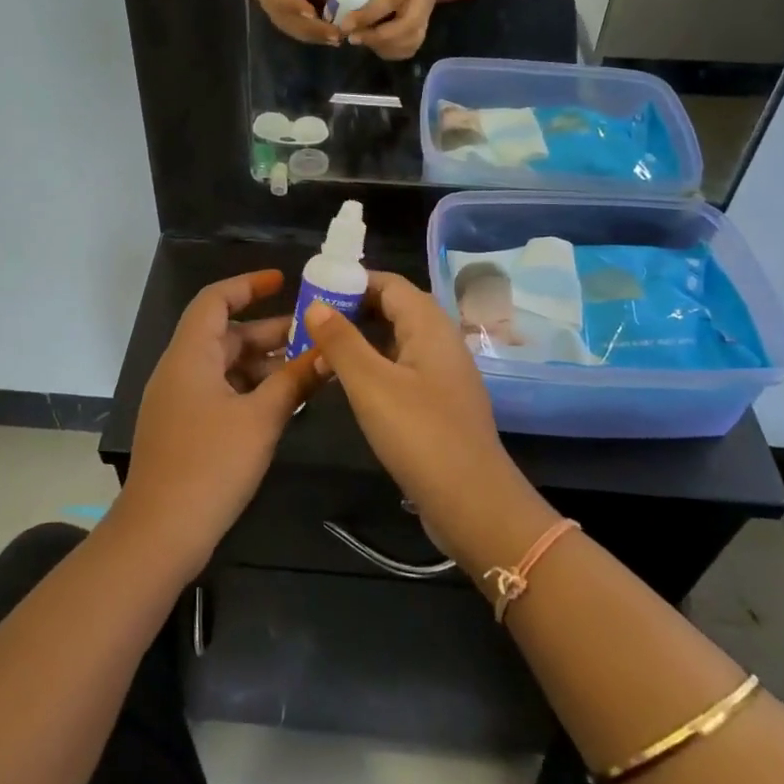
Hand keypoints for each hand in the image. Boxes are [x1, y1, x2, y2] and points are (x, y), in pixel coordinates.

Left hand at [114, 270, 323, 575]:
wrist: (160, 533)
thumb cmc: (211, 464)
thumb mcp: (261, 419)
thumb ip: (294, 382)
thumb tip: (327, 353)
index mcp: (190, 355)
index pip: (215, 300)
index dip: (248, 285)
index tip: (283, 281)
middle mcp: (180, 370)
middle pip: (226, 335)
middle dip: (269, 332)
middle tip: (313, 335)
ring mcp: (179, 401)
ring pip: (226, 367)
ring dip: (264, 365)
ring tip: (308, 369)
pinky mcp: (184, 428)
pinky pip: (220, 393)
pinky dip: (251, 390)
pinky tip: (283, 403)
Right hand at [252, 0, 339, 45]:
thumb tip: (336, 0)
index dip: (295, 6)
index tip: (314, 14)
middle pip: (286, 17)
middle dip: (312, 29)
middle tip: (336, 35)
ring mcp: (268, 7)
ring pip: (289, 27)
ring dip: (312, 36)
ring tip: (335, 39)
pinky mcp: (275, 14)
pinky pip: (290, 28)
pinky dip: (309, 35)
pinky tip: (327, 37)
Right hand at [302, 273, 529, 561]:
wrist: (473, 502)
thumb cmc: (420, 434)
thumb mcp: (370, 384)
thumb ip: (341, 341)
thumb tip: (316, 304)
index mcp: (429, 324)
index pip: (388, 283)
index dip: (351, 281)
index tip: (313, 290)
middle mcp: (440, 339)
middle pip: (393, 308)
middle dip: (351, 309)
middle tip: (309, 322)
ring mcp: (443, 372)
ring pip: (396, 339)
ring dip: (360, 339)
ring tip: (319, 350)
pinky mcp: (439, 401)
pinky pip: (401, 367)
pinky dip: (373, 365)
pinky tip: (348, 383)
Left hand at [337, 0, 459, 59]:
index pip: (389, 0)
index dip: (366, 15)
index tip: (344, 24)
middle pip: (405, 28)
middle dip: (376, 38)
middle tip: (352, 37)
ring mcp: (425, 14)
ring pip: (409, 42)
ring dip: (383, 47)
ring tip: (362, 39)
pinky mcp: (424, 24)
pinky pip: (411, 46)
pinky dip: (393, 51)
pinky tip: (376, 44)